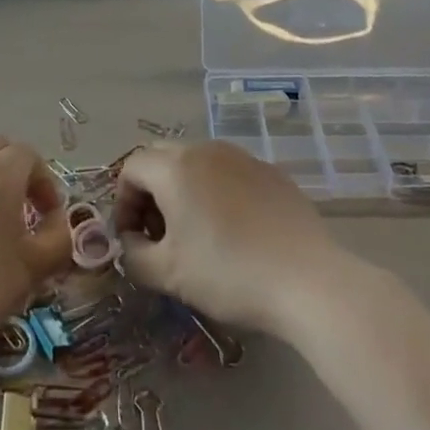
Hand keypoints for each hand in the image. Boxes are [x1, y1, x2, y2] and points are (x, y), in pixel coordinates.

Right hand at [114, 140, 346, 335]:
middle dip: (150, 192)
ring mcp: (243, 157)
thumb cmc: (228, 273)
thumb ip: (133, 254)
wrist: (307, 279)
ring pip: (197, 162)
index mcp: (176, 167)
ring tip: (194, 233)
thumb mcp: (167, 274)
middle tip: (158, 233)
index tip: (131, 238)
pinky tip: (233, 231)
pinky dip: (217, 192)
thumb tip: (131, 242)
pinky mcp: (271, 172)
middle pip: (162, 157)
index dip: (122, 202)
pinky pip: (229, 173)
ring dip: (183, 189)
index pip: (132, 168)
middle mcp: (207, 149)